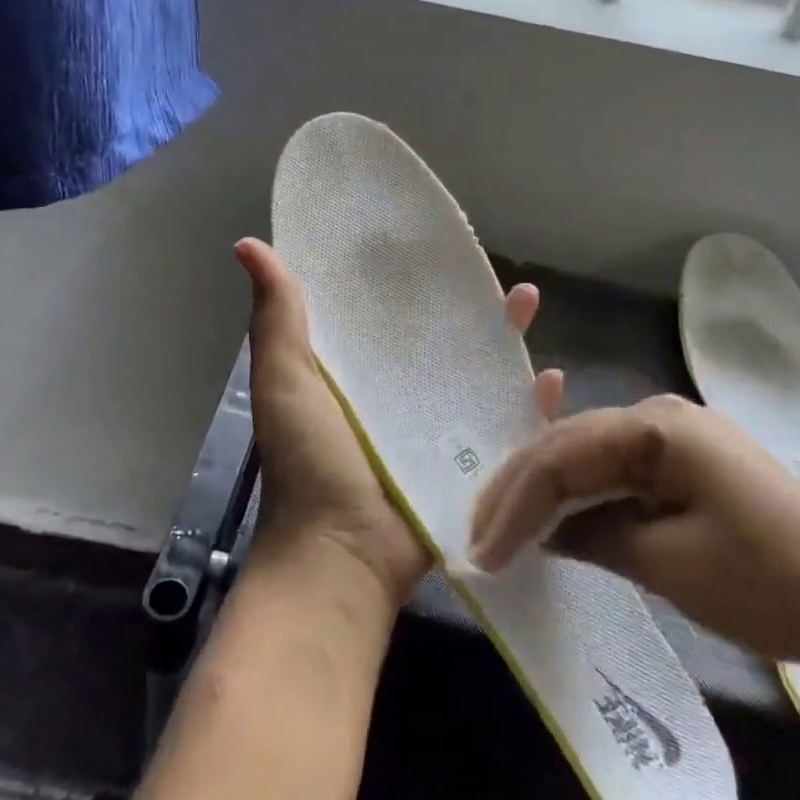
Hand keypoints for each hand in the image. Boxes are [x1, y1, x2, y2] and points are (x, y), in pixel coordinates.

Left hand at [236, 238, 564, 605]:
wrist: (342, 558)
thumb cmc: (309, 463)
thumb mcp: (284, 381)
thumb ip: (276, 317)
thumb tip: (248, 245)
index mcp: (352, 373)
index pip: (382, 315)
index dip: (403, 280)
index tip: (428, 241)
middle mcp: (395, 395)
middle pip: (439, 340)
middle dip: (467, 306)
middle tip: (491, 272)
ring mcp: (434, 430)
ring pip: (477, 375)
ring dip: (505, 343)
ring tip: (528, 304)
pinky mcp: (466, 465)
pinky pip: (504, 427)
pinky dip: (528, 405)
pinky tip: (551, 379)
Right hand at [465, 393, 799, 692]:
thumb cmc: (773, 585)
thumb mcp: (670, 565)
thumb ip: (595, 536)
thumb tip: (546, 533)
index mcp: (658, 427)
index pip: (560, 455)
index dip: (514, 503)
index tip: (482, 553)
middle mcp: (661, 415)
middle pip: (567, 444)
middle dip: (519, 491)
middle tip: (479, 537)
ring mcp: (678, 436)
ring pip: (587, 454)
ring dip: (546, 491)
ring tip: (503, 527)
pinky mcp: (690, 464)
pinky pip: (616, 470)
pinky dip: (582, 495)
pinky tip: (554, 514)